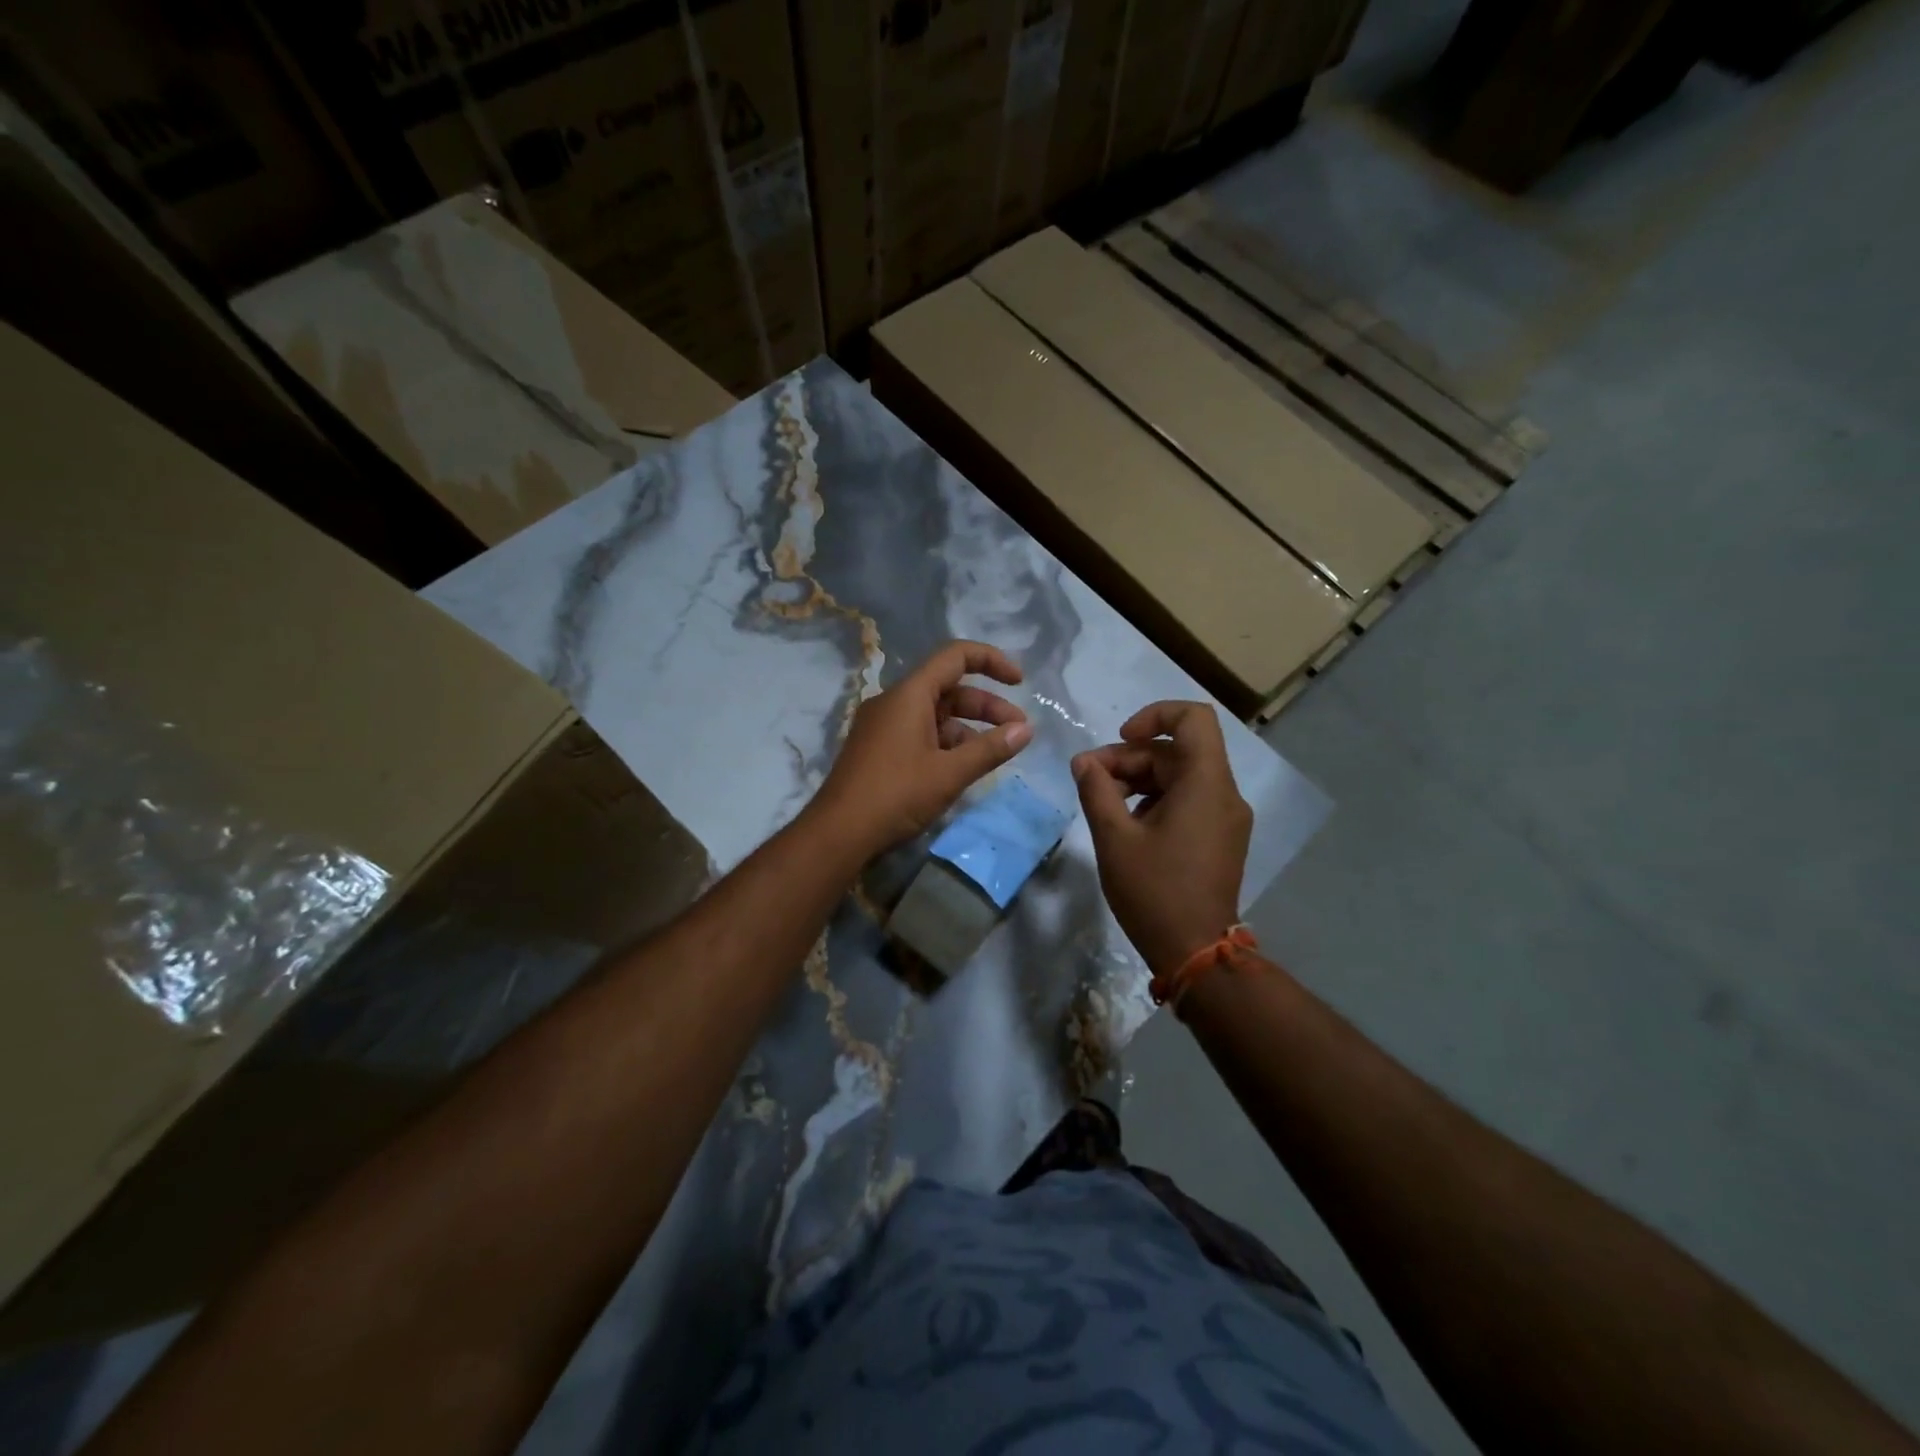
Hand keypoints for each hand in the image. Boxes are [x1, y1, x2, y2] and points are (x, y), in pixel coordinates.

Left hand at [812, 641, 1033, 856]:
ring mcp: (882, 726)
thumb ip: (990, 749)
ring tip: (995, 755)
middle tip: (1018, 731)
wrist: (838, 834)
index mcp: (909, 694)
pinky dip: (946, 744)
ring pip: (935, 715)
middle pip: (949, 689)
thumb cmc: (896, 795)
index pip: (955, 656)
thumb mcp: (950, 773)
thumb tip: (1026, 730)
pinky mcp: (878, 749)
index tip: (1019, 682)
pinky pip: (919, 734)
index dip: (992, 661)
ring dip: (968, 729)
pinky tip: (963, 769)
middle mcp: (893, 702)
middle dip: (987, 706)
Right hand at [1072, 701, 1251, 976]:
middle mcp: (1225, 793)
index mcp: (1206, 784)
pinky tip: (1126, 824)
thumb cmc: (1154, 891)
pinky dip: (1155, 800)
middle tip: (1088, 780)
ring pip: (1180, 776)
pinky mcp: (1221, 837)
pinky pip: (1188, 800)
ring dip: (1138, 779)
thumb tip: (1084, 762)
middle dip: (1129, 758)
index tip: (1120, 739)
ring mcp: (1226, 817)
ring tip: (1101, 803)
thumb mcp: (1114, 838)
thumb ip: (1097, 790)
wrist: (1195, 953)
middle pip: (1177, 751)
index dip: (1154, 715)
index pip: (1193, 718)